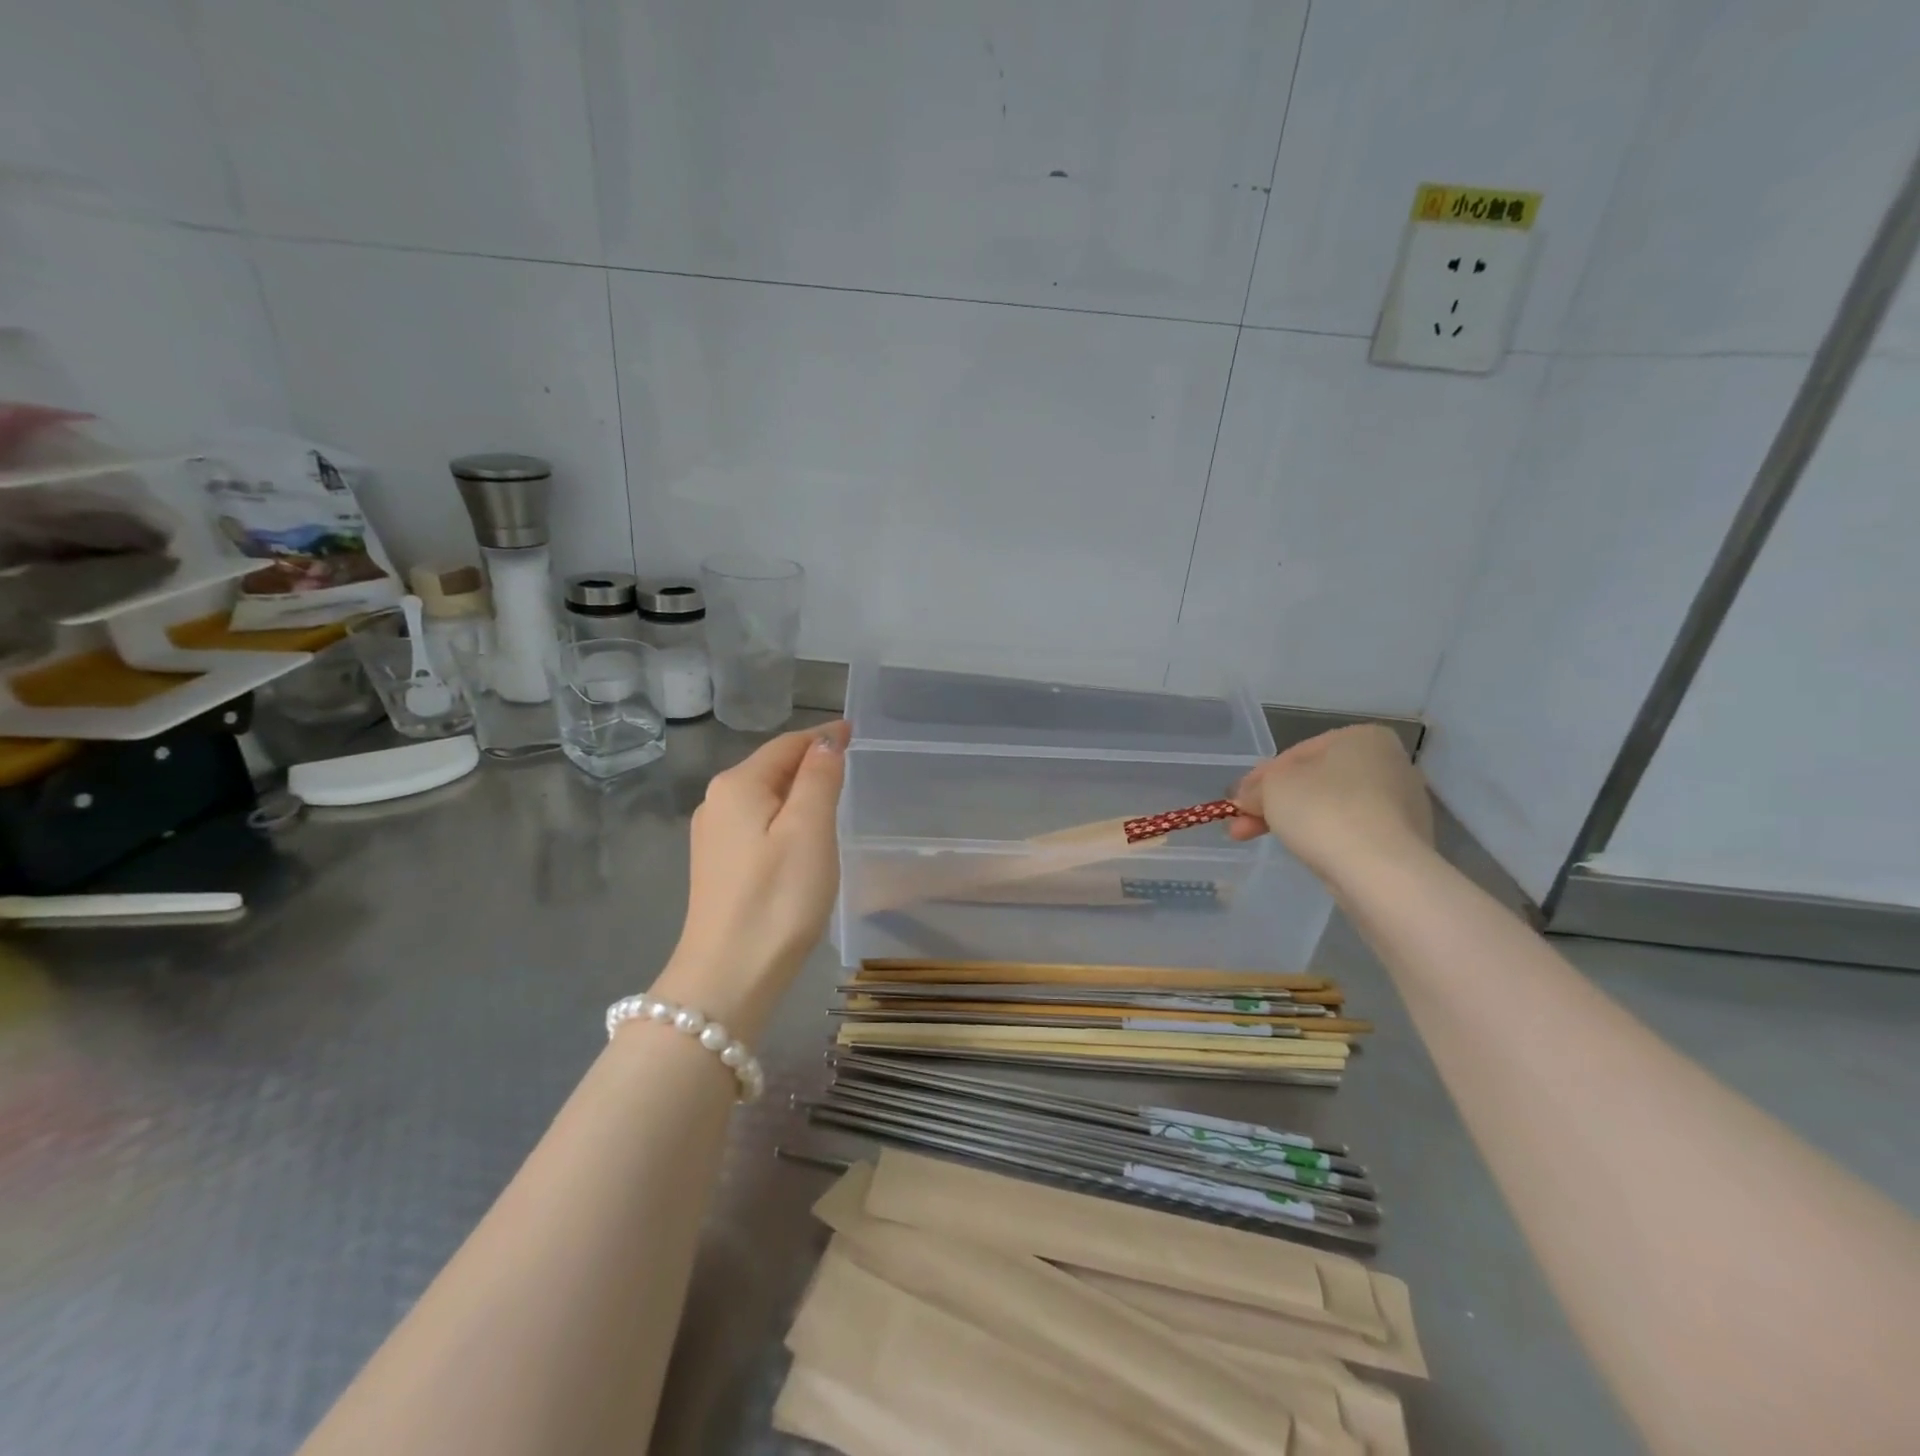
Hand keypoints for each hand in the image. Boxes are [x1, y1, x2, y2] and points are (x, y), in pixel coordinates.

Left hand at [655, 721, 848, 1026]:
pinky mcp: (717, 866)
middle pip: (771, 767)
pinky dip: (783, 818)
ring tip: (833, 797)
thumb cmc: (778, 898)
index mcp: (738, 785)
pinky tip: (801, 836)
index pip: (787, 745)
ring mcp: (712, 836)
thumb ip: (819, 779)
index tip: (854, 733)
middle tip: (850, 763)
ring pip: (763, 797)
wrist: (728, 976)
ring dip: (796, 791)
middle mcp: (717, 801)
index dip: (822, 737)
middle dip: (809, 761)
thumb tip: (826, 742)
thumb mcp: (810, 830)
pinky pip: (756, 824)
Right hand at [1227, 724, 1434, 881]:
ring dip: (1292, 822)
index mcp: (1363, 737)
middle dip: (1272, 804)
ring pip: (1330, 809)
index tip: (1237, 802)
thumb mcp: (1272, 787)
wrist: (1380, 871)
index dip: (1259, 778)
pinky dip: (1324, 839)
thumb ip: (1255, 787)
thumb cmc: (1323, 810)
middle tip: (1241, 827)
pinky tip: (1303, 852)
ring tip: (1261, 840)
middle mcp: (1389, 764)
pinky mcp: (1404, 840)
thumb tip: (1248, 798)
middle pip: (1313, 783)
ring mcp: (1402, 804)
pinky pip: (1351, 833)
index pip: (1296, 754)